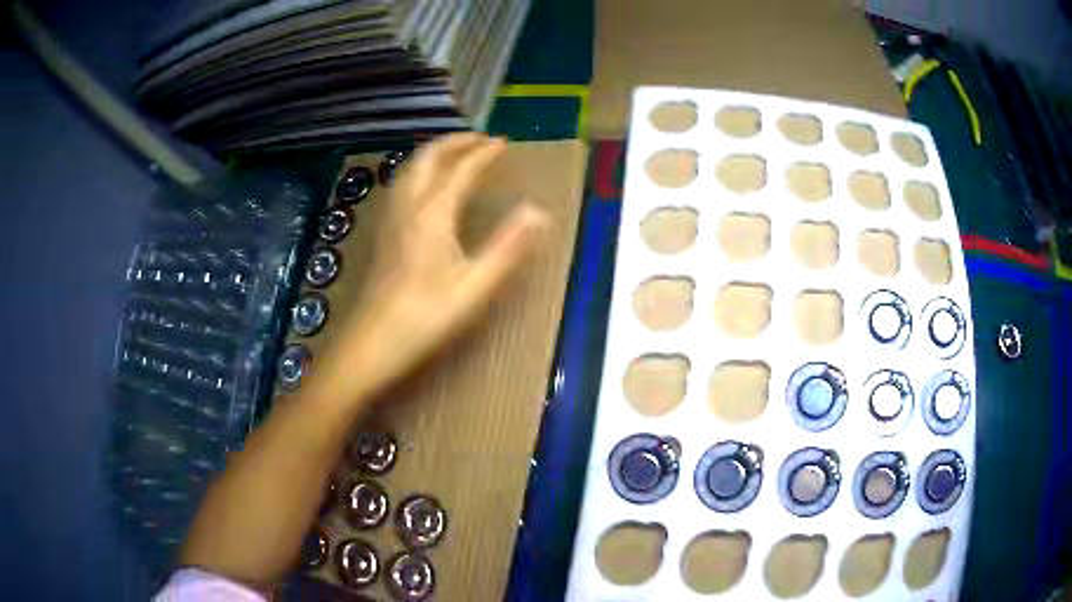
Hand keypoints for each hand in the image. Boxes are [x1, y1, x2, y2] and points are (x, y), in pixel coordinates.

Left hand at [314, 133, 547, 403]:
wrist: (373, 342)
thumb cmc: (426, 317)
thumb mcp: (476, 286)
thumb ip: (508, 246)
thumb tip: (538, 212)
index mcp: (434, 214)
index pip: (460, 170)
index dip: (483, 153)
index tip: (503, 143)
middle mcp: (409, 207)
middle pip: (428, 158)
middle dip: (455, 142)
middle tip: (480, 140)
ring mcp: (391, 219)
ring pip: (410, 169)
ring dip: (435, 153)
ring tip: (456, 153)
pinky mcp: (384, 233)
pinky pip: (402, 185)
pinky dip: (419, 171)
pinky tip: (425, 187)